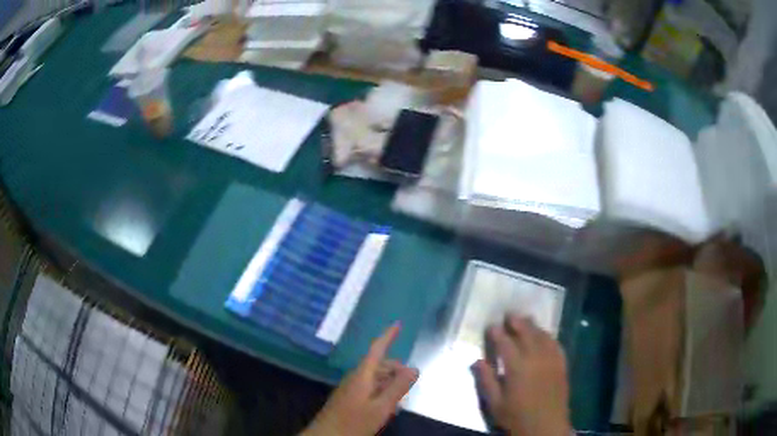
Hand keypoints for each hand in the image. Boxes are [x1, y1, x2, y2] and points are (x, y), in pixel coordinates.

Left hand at [301, 323, 418, 435]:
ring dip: (389, 382)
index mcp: (362, 375)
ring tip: (402, 397)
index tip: (398, 323)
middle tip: (411, 382)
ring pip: (374, 378)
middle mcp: (355, 378)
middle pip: (378, 365)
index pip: (376, 349)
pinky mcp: (348, 398)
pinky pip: (369, 387)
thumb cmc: (354, 422)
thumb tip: (414, 368)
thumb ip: (398, 387)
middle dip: (395, 368)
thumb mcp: (382, 407)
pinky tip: (388, 405)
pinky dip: (381, 391)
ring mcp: (350, 388)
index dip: (388, 336)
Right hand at [475, 315, 571, 435]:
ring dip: (533, 325)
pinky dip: (549, 336)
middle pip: (527, 333)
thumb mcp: (494, 403)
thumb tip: (477, 360)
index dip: (497, 332)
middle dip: (517, 322)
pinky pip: (556, 344)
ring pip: (543, 336)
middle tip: (509, 314)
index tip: (491, 325)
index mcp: (517, 367)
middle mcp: (536, 358)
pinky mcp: (562, 365)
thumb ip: (486, 380)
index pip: (505, 343)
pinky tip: (545, 335)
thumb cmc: (516, 417)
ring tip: (526, 319)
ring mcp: (551, 360)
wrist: (545, 426)